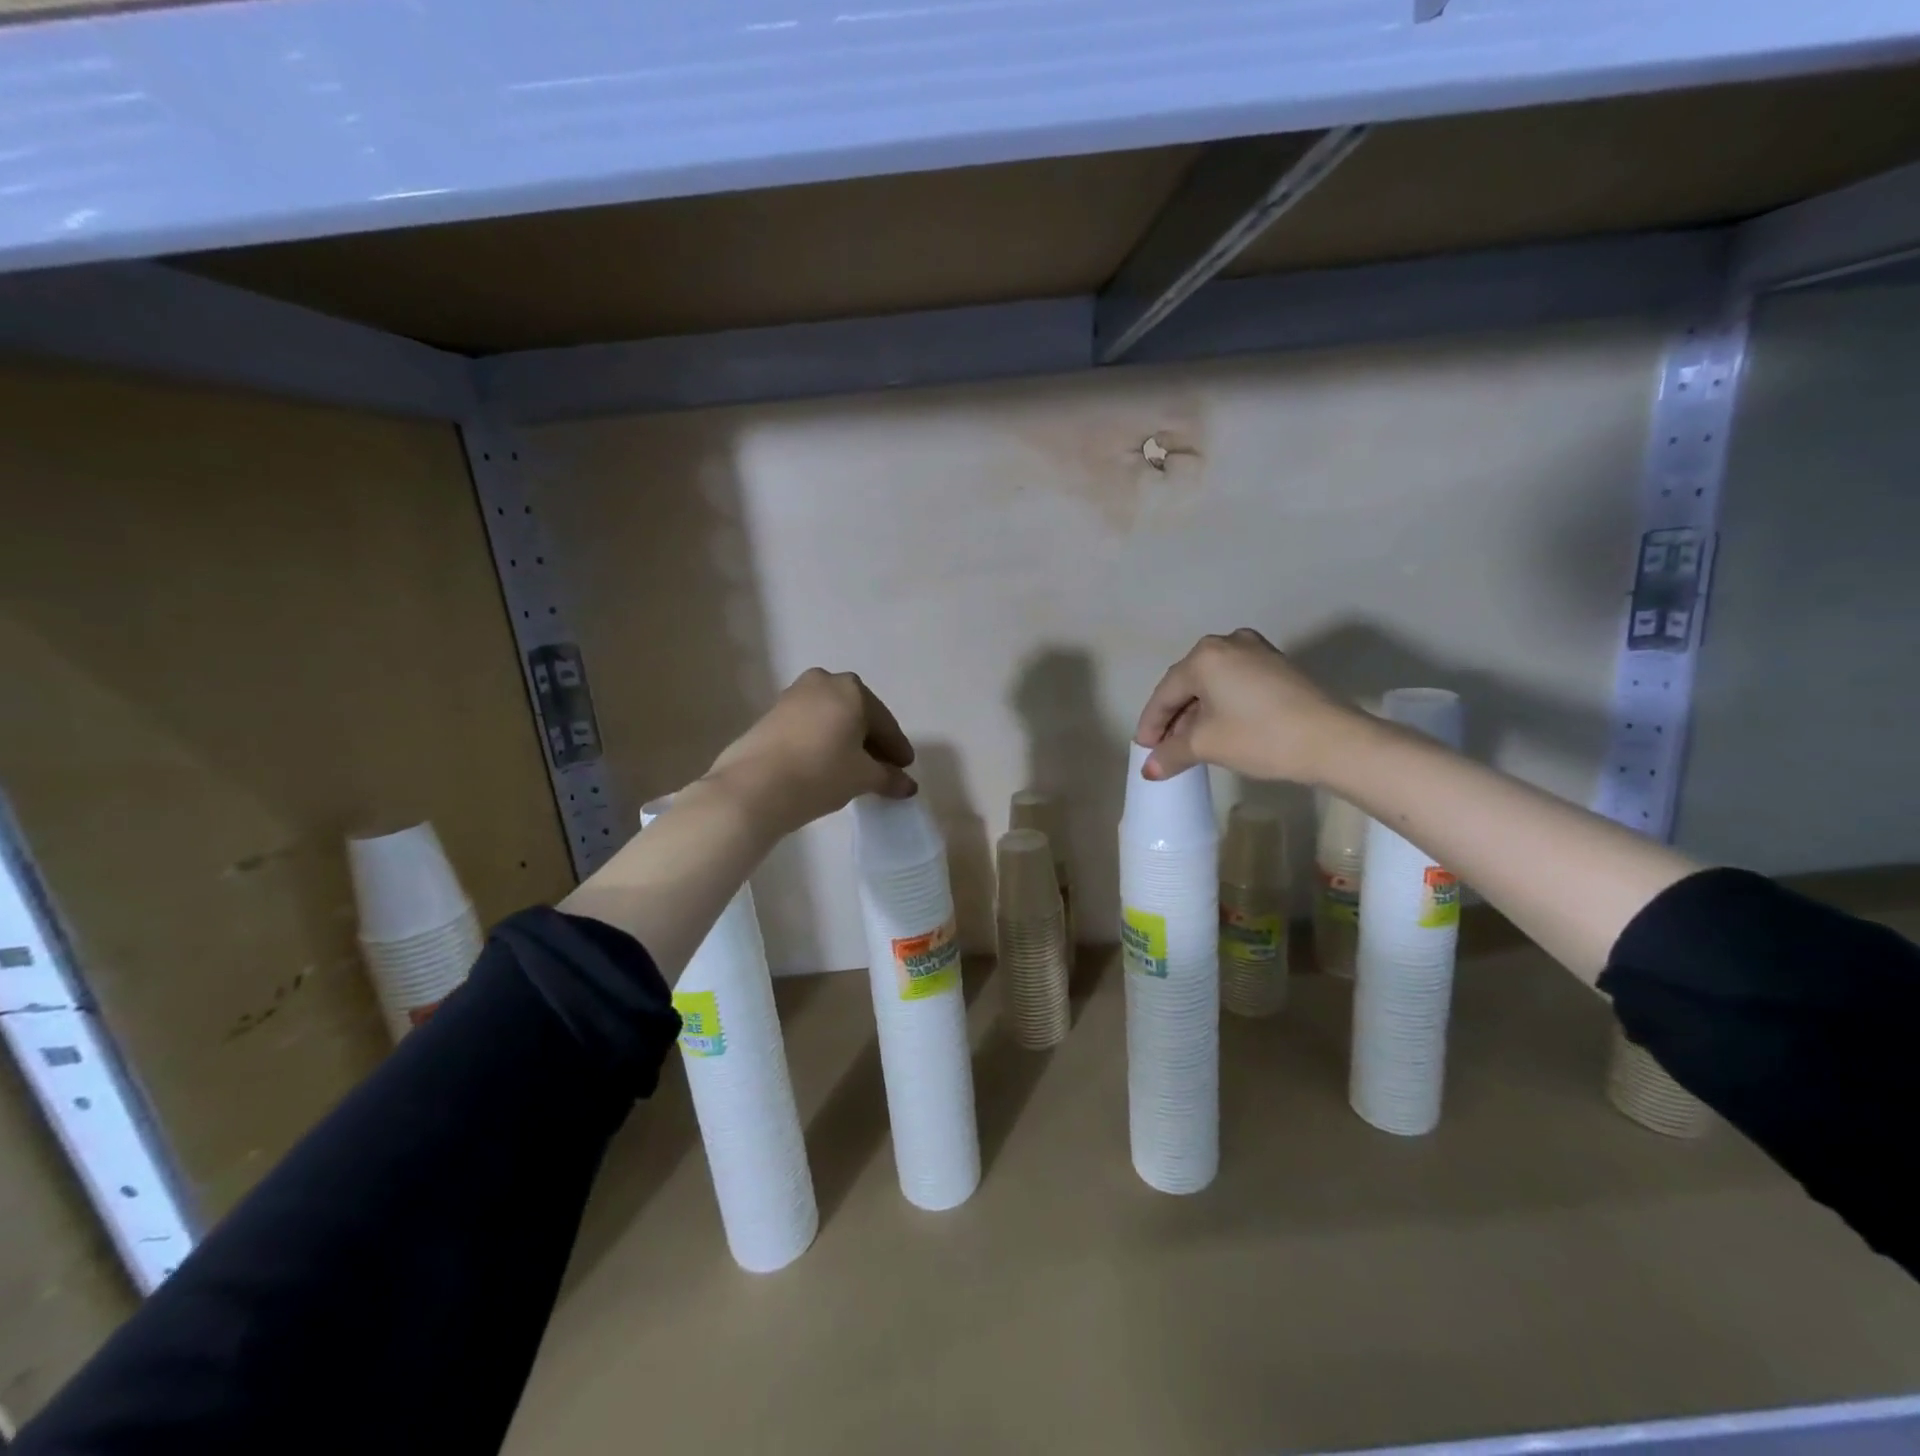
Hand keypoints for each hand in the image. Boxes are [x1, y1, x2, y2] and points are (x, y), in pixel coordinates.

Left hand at [704, 668, 916, 835]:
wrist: (753, 787)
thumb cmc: (820, 773)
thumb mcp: (862, 777)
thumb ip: (889, 778)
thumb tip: (908, 786)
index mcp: (852, 689)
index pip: (885, 723)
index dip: (897, 749)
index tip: (905, 769)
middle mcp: (823, 682)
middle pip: (858, 715)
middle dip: (872, 741)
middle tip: (883, 768)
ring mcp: (793, 696)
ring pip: (832, 718)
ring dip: (846, 740)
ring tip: (854, 768)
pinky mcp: (771, 714)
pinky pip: (810, 725)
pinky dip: (823, 741)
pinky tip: (826, 764)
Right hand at [1134, 629, 1362, 783]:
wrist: (1332, 740)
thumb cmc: (1260, 737)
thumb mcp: (1207, 745)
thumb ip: (1171, 754)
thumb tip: (1149, 770)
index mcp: (1204, 656)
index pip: (1165, 693)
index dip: (1151, 724)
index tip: (1143, 750)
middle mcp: (1227, 643)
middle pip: (1188, 684)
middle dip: (1173, 717)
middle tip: (1163, 747)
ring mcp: (1256, 650)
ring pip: (1213, 683)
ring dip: (1197, 712)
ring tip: (1189, 742)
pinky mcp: (1277, 665)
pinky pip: (1235, 682)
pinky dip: (1221, 704)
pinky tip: (1218, 727)